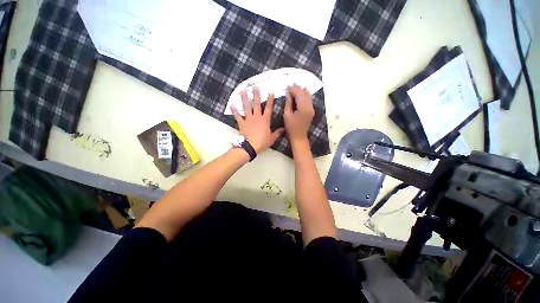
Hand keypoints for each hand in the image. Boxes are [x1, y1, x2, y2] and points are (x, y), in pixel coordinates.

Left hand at [231, 88, 284, 153]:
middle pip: (256, 104)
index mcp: (265, 120)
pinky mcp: (242, 123)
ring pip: (246, 107)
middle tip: (255, 86)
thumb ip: (278, 133)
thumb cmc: (262, 142)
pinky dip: (234, 111)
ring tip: (243, 90)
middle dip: (256, 95)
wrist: (250, 146)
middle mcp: (256, 117)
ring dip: (244, 98)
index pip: (268, 108)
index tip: (270, 92)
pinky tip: (231, 105)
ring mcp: (248, 119)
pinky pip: (237, 116)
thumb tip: (284, 129)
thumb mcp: (272, 138)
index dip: (270, 100)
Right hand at [284, 84, 313, 144]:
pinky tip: (304, 90)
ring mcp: (312, 109)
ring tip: (296, 85)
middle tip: (291, 84)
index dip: (293, 89)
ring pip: (308, 96)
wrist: (299, 136)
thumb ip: (288, 103)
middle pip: (304, 94)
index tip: (287, 86)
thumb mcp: (287, 115)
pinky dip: (306, 95)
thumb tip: (288, 93)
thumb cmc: (291, 127)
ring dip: (302, 90)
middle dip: (297, 88)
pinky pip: (309, 100)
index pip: (299, 95)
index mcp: (303, 108)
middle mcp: (309, 107)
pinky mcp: (312, 111)